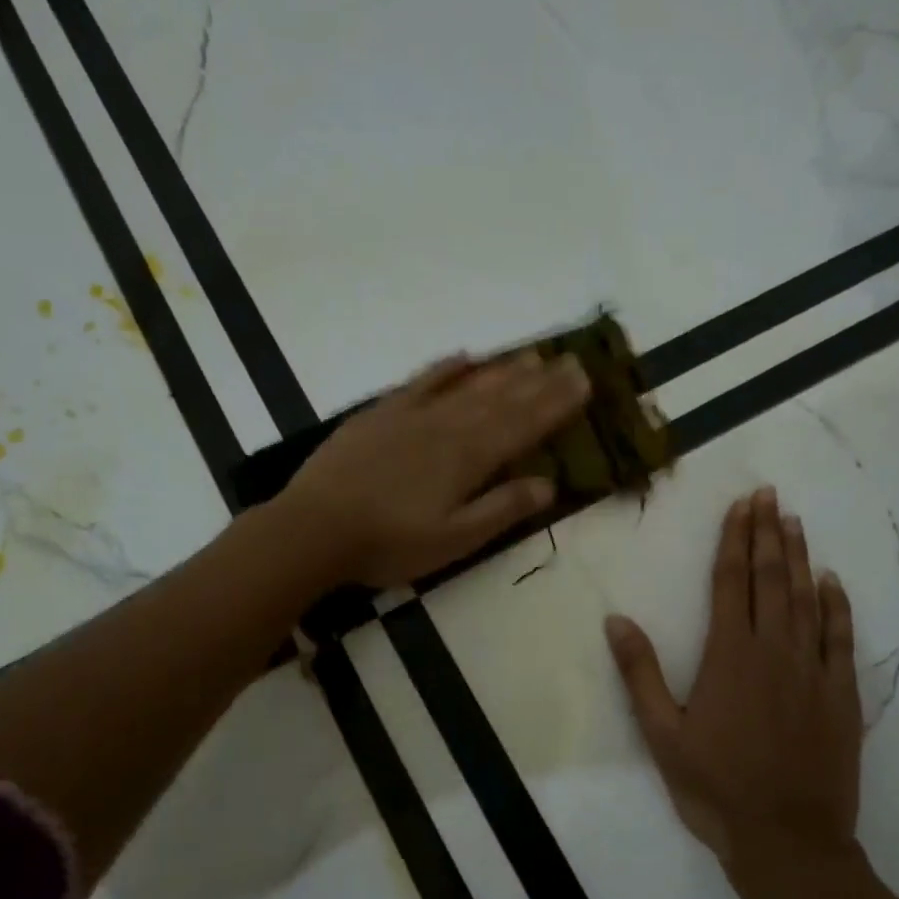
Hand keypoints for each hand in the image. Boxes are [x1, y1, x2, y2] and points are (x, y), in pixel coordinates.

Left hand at [283, 351, 591, 588]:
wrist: (313, 528)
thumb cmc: (388, 544)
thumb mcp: (453, 540)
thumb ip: (501, 509)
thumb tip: (549, 484)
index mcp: (468, 459)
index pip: (523, 425)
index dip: (556, 404)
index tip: (584, 381)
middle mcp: (447, 427)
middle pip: (502, 399)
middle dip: (540, 381)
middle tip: (571, 359)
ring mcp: (412, 415)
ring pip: (468, 386)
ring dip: (503, 370)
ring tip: (532, 355)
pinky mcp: (380, 414)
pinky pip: (421, 381)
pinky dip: (446, 368)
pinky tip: (464, 356)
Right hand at [605, 487, 861, 864]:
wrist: (788, 840)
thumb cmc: (715, 787)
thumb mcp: (662, 735)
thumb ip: (641, 674)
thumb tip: (616, 620)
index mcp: (728, 656)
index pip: (730, 583)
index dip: (734, 540)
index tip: (741, 505)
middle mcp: (773, 650)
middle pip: (770, 579)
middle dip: (768, 534)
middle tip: (770, 496)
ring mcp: (812, 671)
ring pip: (806, 599)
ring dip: (800, 557)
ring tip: (795, 522)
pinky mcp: (841, 694)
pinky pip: (841, 638)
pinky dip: (837, 605)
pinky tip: (832, 581)